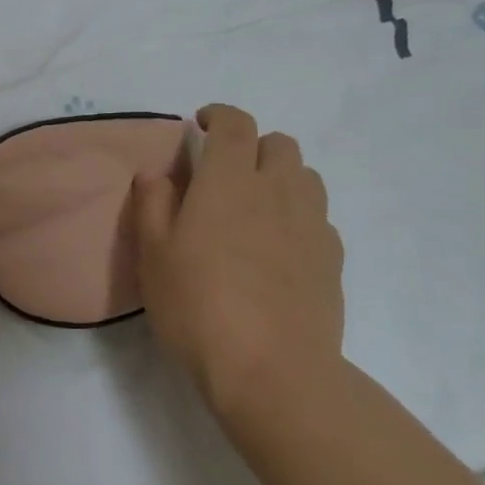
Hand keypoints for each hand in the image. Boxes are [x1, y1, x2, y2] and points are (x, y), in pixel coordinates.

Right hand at [133, 105, 344, 419]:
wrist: (272, 369)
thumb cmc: (198, 305)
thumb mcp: (152, 254)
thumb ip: (152, 203)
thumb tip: (158, 173)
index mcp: (229, 181)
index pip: (235, 124)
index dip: (218, 115)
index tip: (200, 124)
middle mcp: (277, 191)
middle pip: (279, 143)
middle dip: (252, 144)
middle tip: (224, 171)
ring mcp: (312, 225)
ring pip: (305, 176)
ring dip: (280, 176)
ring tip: (254, 206)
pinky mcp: (332, 259)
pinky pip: (318, 217)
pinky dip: (297, 215)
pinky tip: (278, 247)